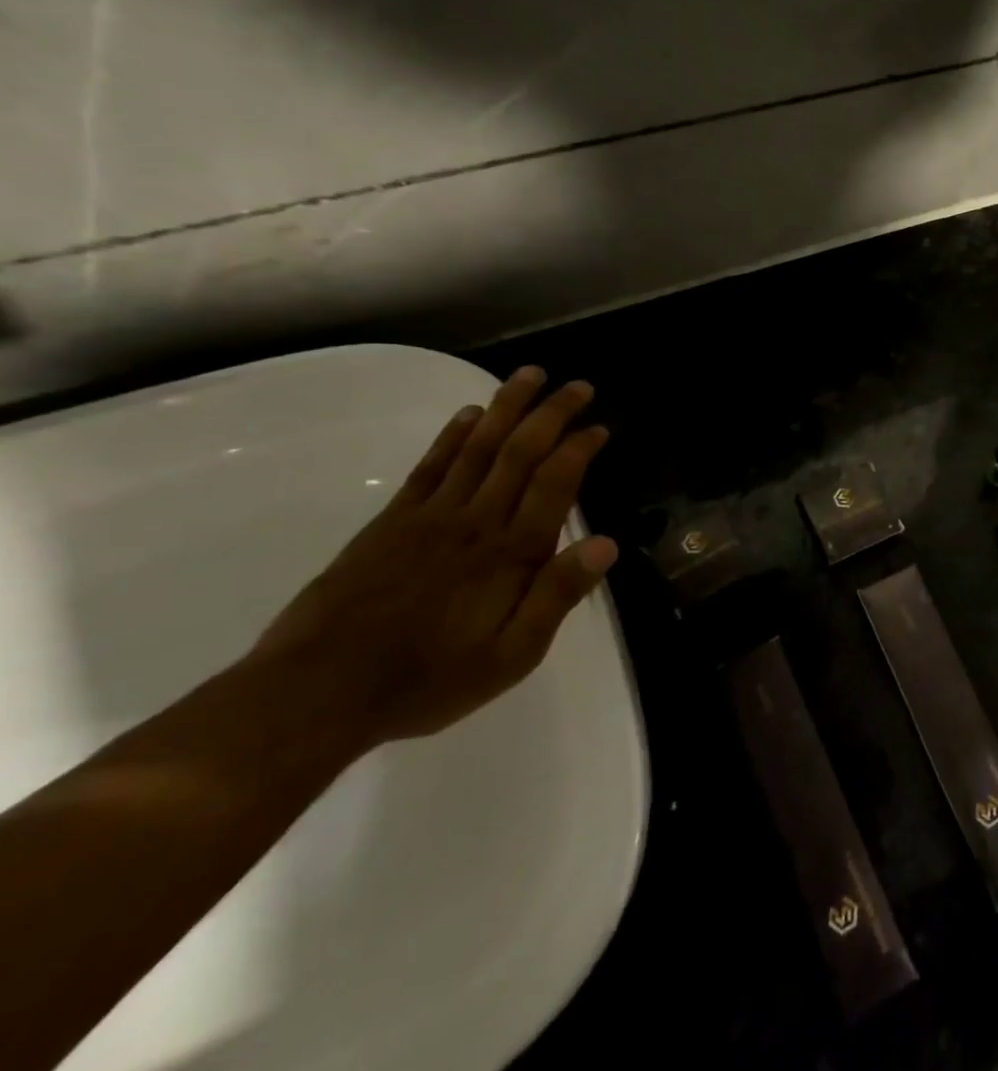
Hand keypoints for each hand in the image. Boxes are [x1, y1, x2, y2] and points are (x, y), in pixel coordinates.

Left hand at [251, 366, 618, 749]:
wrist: (315, 694)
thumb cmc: (428, 680)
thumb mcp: (511, 656)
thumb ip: (557, 596)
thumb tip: (607, 544)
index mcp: (510, 553)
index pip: (554, 484)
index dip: (579, 449)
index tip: (599, 426)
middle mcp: (475, 522)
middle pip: (519, 453)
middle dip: (551, 414)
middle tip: (576, 385)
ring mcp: (428, 517)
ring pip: (477, 448)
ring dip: (506, 408)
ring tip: (529, 376)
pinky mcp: (390, 523)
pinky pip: (429, 467)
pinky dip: (452, 436)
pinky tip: (468, 415)